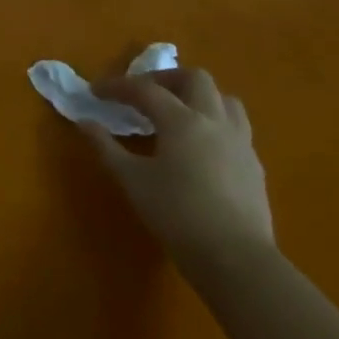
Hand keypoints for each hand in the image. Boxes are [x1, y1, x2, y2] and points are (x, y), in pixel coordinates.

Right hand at [77, 67, 274, 290]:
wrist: (237, 259)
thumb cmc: (176, 214)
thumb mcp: (132, 180)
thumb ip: (106, 147)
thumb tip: (85, 123)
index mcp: (182, 121)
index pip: (145, 89)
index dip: (117, 86)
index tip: (95, 91)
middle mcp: (214, 121)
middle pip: (195, 79)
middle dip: (164, 79)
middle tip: (142, 94)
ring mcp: (240, 142)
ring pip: (224, 99)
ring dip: (197, 96)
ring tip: (176, 111)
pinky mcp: (254, 165)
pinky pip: (235, 126)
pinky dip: (213, 121)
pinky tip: (199, 145)